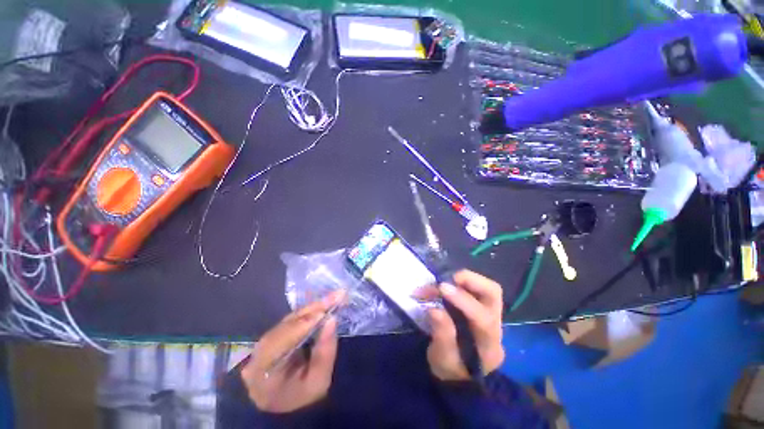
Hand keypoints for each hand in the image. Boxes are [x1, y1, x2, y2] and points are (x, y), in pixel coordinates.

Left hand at [241, 290, 344, 412]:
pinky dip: (309, 311)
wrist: (286, 397)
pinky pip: (292, 319)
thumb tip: (332, 319)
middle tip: (337, 296)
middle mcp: (257, 355)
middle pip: (285, 327)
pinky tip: (324, 304)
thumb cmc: (303, 393)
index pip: (278, 345)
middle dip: (313, 311)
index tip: (324, 314)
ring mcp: (262, 343)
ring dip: (313, 308)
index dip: (300, 327)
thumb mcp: (318, 381)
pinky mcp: (272, 333)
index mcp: (262, 376)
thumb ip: (325, 353)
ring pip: (289, 319)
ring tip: (334, 297)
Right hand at [424, 270, 504, 381]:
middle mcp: (496, 326)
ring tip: (445, 280)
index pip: (483, 319)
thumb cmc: (451, 369)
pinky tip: (446, 284)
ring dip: (466, 279)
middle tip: (449, 278)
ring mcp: (492, 315)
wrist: (461, 373)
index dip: (463, 300)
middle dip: (471, 281)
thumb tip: (434, 308)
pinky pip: (477, 288)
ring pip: (488, 288)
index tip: (441, 288)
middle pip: (494, 294)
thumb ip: (441, 336)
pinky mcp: (483, 307)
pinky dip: (461, 282)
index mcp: (489, 346)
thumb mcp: (442, 360)